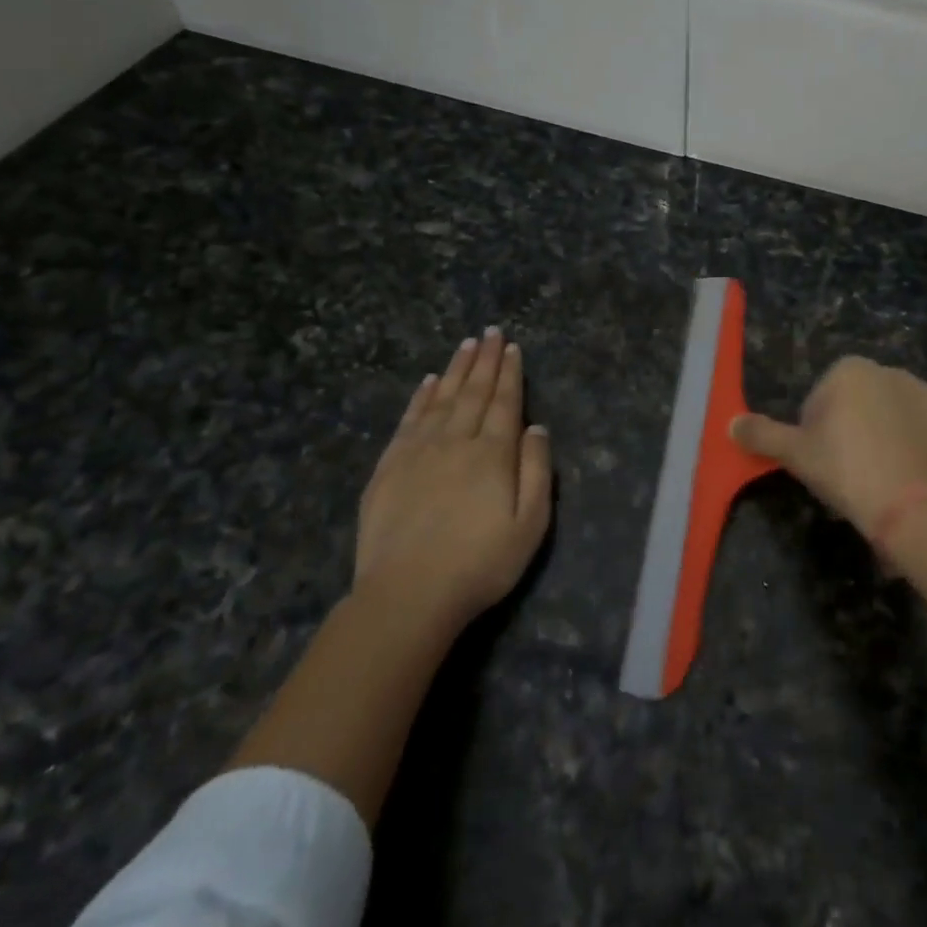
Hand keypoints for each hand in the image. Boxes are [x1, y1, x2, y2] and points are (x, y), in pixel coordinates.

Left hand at [355, 328, 551, 626]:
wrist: (407, 594)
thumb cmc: (479, 564)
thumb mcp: (529, 525)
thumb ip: (536, 472)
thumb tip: (537, 428)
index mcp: (493, 454)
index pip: (505, 403)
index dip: (510, 373)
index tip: (512, 347)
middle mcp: (456, 441)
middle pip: (474, 392)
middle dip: (485, 360)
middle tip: (490, 332)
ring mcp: (418, 452)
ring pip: (442, 399)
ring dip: (456, 369)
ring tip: (465, 345)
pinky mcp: (389, 467)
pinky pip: (409, 420)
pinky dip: (421, 397)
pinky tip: (428, 382)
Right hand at [730, 355, 926, 536]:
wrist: (915, 505)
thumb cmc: (848, 472)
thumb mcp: (797, 456)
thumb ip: (763, 435)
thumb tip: (730, 424)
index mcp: (848, 371)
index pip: (823, 398)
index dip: (819, 431)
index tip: (824, 462)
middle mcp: (889, 369)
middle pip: (863, 400)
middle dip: (857, 426)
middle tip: (856, 470)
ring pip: (902, 406)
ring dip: (895, 426)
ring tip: (894, 471)